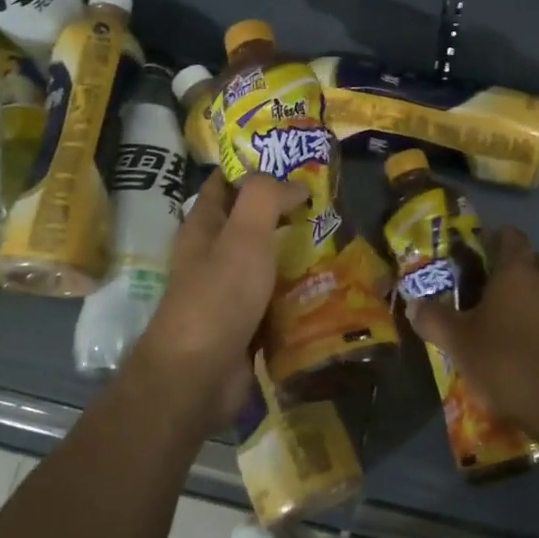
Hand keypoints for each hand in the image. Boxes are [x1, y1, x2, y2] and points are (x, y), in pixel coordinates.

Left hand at [127, 172, 305, 433]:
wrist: (199, 376)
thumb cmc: (218, 296)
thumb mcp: (243, 234)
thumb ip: (266, 197)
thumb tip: (295, 183)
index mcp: (203, 227)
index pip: (225, 184)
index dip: (254, 168)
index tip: (295, 160)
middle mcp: (213, 256)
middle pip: (251, 223)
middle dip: (286, 212)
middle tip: (329, 202)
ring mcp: (230, 293)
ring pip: (268, 263)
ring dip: (298, 253)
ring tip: (339, 239)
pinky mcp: (247, 325)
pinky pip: (278, 300)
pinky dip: (300, 292)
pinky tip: (331, 285)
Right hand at [406, 225, 538, 432]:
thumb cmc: (506, 360)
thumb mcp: (457, 341)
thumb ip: (433, 319)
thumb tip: (414, 305)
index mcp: (517, 271)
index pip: (510, 235)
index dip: (492, 237)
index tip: (472, 251)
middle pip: (530, 260)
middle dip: (509, 267)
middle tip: (480, 285)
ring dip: (525, 296)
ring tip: (497, 317)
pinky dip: (538, 321)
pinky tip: (518, 343)